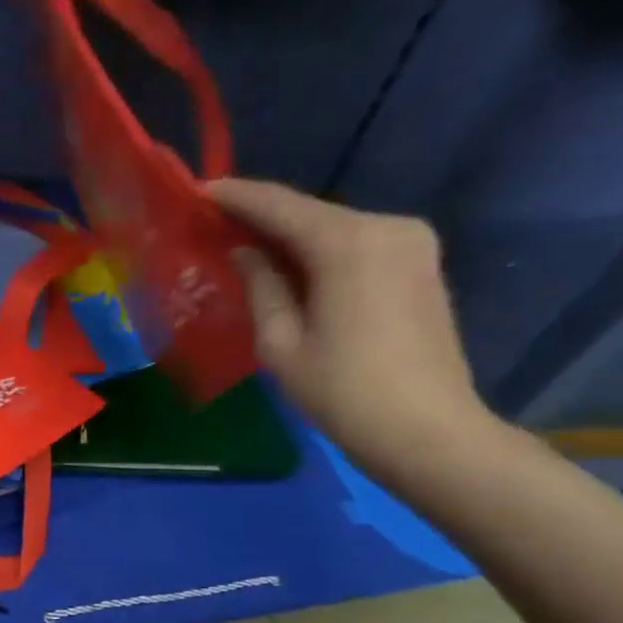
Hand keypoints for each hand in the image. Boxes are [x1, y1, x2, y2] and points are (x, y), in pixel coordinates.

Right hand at [208, 178, 496, 478]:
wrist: (426, 430)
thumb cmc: (341, 390)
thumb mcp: (280, 341)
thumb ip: (260, 285)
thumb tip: (245, 252)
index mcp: (348, 242)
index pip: (279, 206)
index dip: (234, 197)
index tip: (197, 191)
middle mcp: (386, 226)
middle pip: (310, 213)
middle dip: (261, 218)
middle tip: (214, 224)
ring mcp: (412, 243)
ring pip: (333, 228)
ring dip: (289, 236)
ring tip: (243, 247)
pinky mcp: (420, 265)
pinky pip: (356, 245)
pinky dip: (319, 251)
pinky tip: (290, 267)